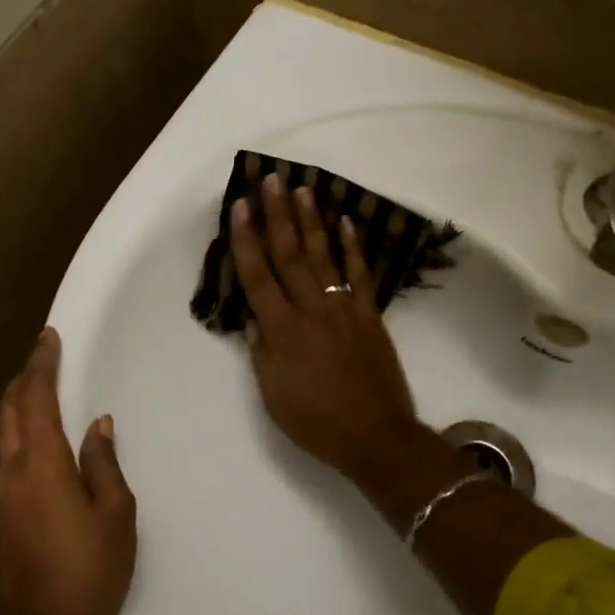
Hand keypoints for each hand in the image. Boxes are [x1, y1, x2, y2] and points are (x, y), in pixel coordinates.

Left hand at [0, 328, 135, 614]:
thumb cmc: (93, 570)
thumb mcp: (115, 513)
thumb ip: (103, 462)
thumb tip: (98, 425)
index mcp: (42, 466)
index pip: (37, 400)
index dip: (41, 365)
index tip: (47, 338)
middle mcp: (9, 476)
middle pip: (8, 414)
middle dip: (23, 382)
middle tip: (41, 361)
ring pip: (2, 442)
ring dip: (18, 414)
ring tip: (40, 403)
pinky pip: (5, 472)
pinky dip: (19, 449)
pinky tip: (38, 462)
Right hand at [229, 173, 423, 485]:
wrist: (375, 435)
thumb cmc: (315, 421)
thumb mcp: (272, 393)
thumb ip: (262, 350)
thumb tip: (255, 317)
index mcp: (281, 330)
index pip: (257, 275)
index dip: (246, 239)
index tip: (240, 206)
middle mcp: (310, 309)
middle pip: (290, 254)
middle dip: (278, 215)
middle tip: (272, 179)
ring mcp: (344, 308)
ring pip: (324, 256)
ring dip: (312, 221)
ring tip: (303, 189)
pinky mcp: (370, 314)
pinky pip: (360, 274)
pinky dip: (353, 247)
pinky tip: (346, 222)